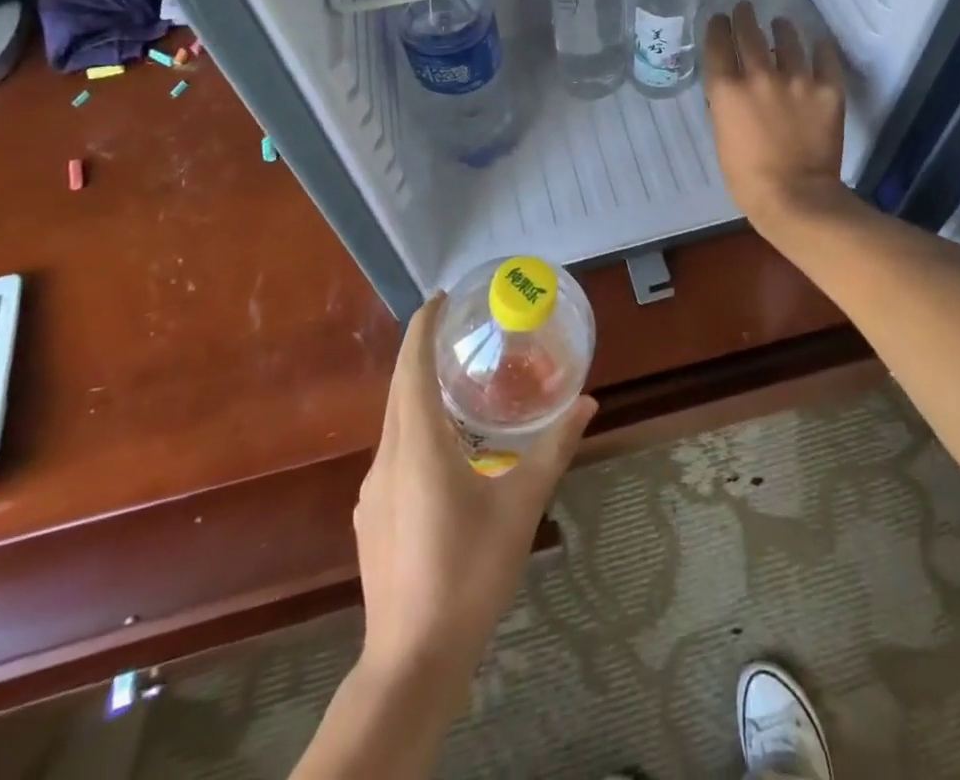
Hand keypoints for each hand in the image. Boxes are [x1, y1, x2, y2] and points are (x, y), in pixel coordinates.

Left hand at [352, 293, 595, 707]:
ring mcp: (372, 491)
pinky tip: (447, 456)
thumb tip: (588, 403)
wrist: (412, 661)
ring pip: (395, 424)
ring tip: (460, 390)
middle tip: (459, 335)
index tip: (438, 298)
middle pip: (399, 390)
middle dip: (422, 355)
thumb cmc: (470, 570)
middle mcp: (387, 457)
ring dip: (420, 396)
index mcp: (417, 443)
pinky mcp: (370, 519)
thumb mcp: (522, 504)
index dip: (421, 326)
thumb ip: (554, 448)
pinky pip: (393, 455)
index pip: (411, 366)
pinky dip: (416, 433)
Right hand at [702, 1, 848, 227]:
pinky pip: (825, 58)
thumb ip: (725, 106)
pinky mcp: (827, 89)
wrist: (795, 196)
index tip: (719, 19)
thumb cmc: (747, 177)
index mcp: (727, 90)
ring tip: (781, 23)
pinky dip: (820, 48)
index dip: (717, 27)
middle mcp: (759, 75)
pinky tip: (818, 42)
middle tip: (744, 7)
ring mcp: (797, 79)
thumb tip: (731, 87)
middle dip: (744, 16)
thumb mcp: (722, 137)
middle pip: (749, 33)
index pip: (718, 44)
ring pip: (788, 39)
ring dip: (781, 28)